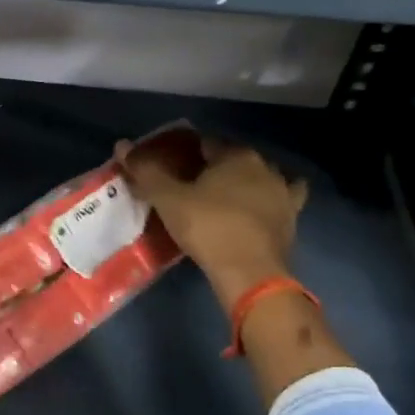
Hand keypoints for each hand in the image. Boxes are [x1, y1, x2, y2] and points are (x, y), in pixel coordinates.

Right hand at [116, 132, 307, 312]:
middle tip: (189, 184)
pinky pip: (284, 198)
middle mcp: (263, 165)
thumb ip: (146, 171)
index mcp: (234, 155)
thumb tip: (122, 145)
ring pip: (258, 176)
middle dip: (213, 166)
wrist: (250, 272)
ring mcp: (282, 191)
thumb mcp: (168, 199)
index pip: (204, 142)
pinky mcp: (292, 216)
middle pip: (232, 158)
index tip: (168, 166)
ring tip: (223, 195)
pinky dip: (272, 198)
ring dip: (243, 180)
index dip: (183, 151)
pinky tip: (264, 204)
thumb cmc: (207, 227)